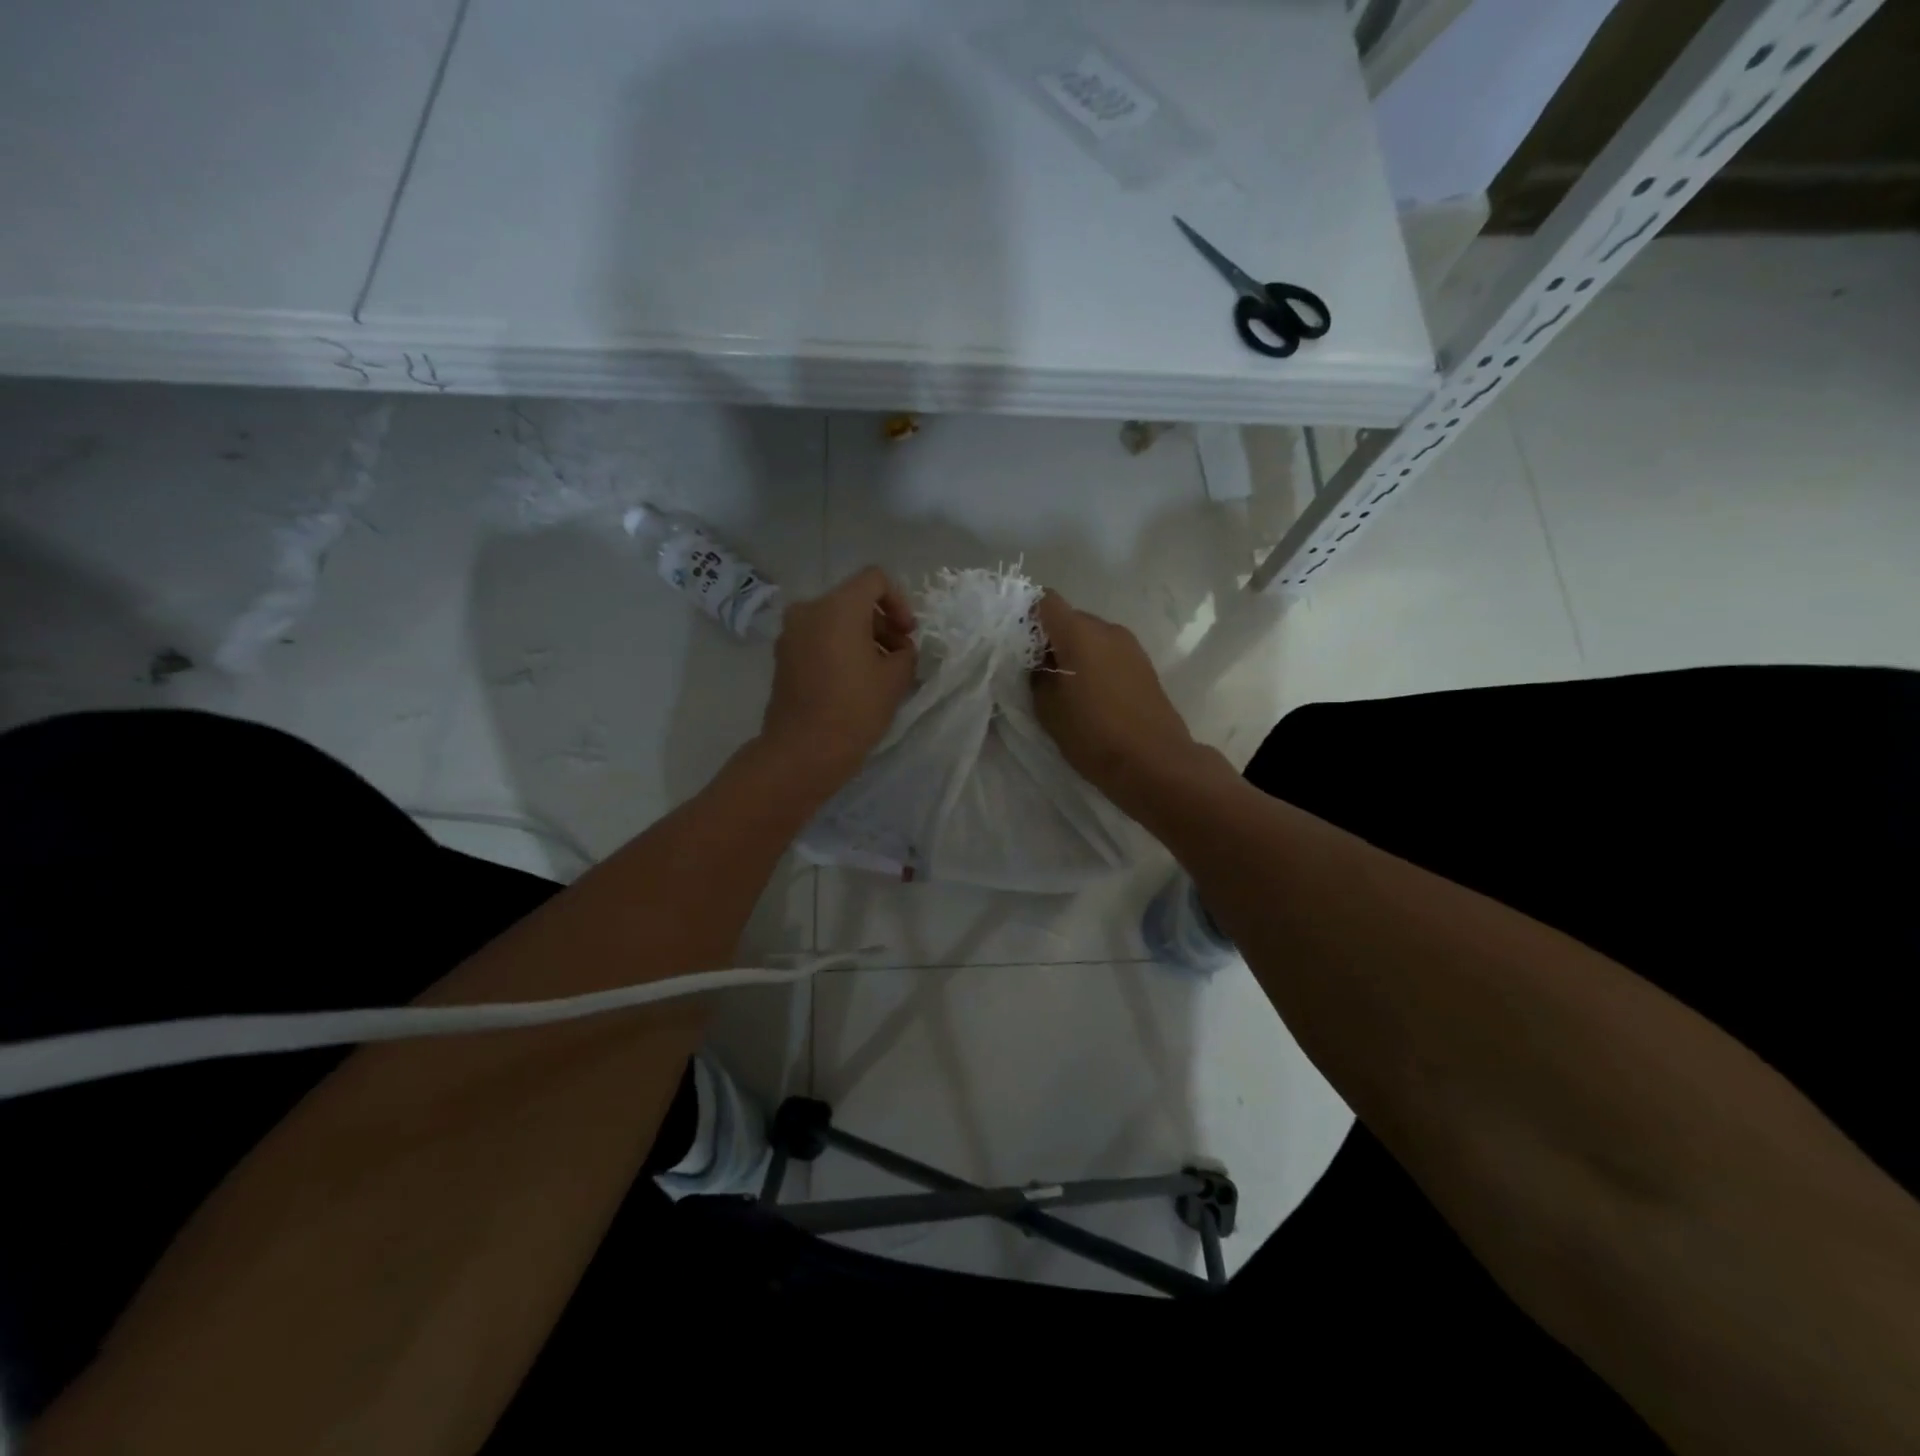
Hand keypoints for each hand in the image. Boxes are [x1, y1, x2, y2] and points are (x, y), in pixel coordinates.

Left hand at [759, 566, 917, 787]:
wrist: (803, 751)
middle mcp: (809, 610)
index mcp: (838, 607)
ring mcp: (791, 634)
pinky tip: (852, 682)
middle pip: (853, 600)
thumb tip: (898, 649)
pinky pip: (818, 640)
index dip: (899, 601)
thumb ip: (905, 652)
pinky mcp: (782, 657)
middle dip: (881, 623)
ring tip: (878, 673)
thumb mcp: (896, 679)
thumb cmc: (854, 709)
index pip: (875, 579)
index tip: (906, 635)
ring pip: (834, 621)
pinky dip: (838, 649)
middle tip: (898, 657)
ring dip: (860, 638)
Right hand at [1031, 591, 1203, 809]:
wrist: (1154, 763)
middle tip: (1036, 672)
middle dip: (1050, 639)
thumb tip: (1039, 663)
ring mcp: (1130, 646)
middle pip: (1070, 619)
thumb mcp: (1047, 708)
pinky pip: (1109, 654)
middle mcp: (1107, 629)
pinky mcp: (1144, 666)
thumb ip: (1036, 676)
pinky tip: (1090, 696)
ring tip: (1064, 688)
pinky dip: (1094, 665)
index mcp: (1079, 632)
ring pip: (1091, 637)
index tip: (1015, 642)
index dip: (1027, 615)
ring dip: (1074, 654)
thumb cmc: (1093, 734)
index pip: (1046, 601)